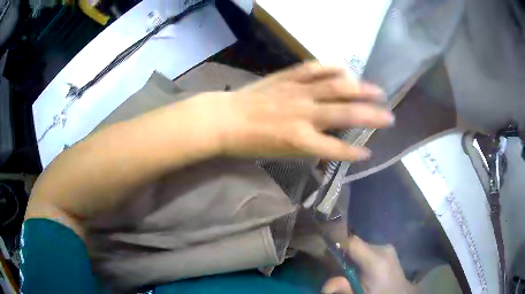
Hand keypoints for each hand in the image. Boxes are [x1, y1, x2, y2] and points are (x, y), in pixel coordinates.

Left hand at [192, 61, 393, 160]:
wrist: (223, 119)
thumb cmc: (249, 142)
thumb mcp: (279, 153)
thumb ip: (306, 148)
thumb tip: (329, 145)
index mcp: (299, 139)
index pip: (335, 149)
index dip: (353, 153)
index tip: (369, 153)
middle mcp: (303, 114)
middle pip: (344, 114)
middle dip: (371, 116)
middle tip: (389, 116)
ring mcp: (296, 92)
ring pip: (335, 87)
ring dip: (359, 88)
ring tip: (377, 89)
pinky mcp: (287, 77)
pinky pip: (313, 69)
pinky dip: (331, 67)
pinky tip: (345, 68)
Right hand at [322, 235, 416, 293]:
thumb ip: (344, 289)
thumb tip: (325, 286)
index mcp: (376, 261)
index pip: (352, 242)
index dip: (336, 243)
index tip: (324, 251)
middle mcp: (383, 248)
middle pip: (355, 244)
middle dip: (343, 253)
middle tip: (335, 268)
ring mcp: (387, 247)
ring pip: (361, 246)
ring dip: (352, 256)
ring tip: (349, 271)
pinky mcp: (388, 249)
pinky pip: (368, 249)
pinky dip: (360, 256)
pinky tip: (361, 269)